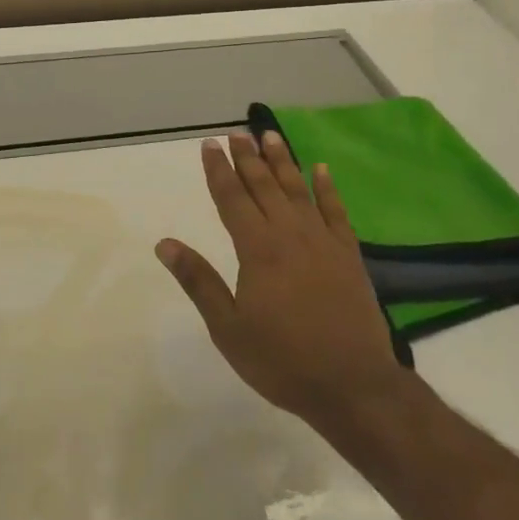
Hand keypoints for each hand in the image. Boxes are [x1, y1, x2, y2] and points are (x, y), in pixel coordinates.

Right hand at [158, 131, 402, 426]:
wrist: (353, 386)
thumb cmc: (283, 360)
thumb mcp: (228, 328)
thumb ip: (198, 281)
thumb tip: (165, 243)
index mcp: (258, 249)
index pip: (232, 199)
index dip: (218, 170)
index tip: (209, 145)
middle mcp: (290, 235)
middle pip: (264, 186)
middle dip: (247, 157)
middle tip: (236, 133)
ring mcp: (323, 242)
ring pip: (298, 190)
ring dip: (282, 161)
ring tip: (270, 136)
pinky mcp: (349, 255)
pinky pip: (336, 211)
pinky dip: (327, 188)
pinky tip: (321, 170)